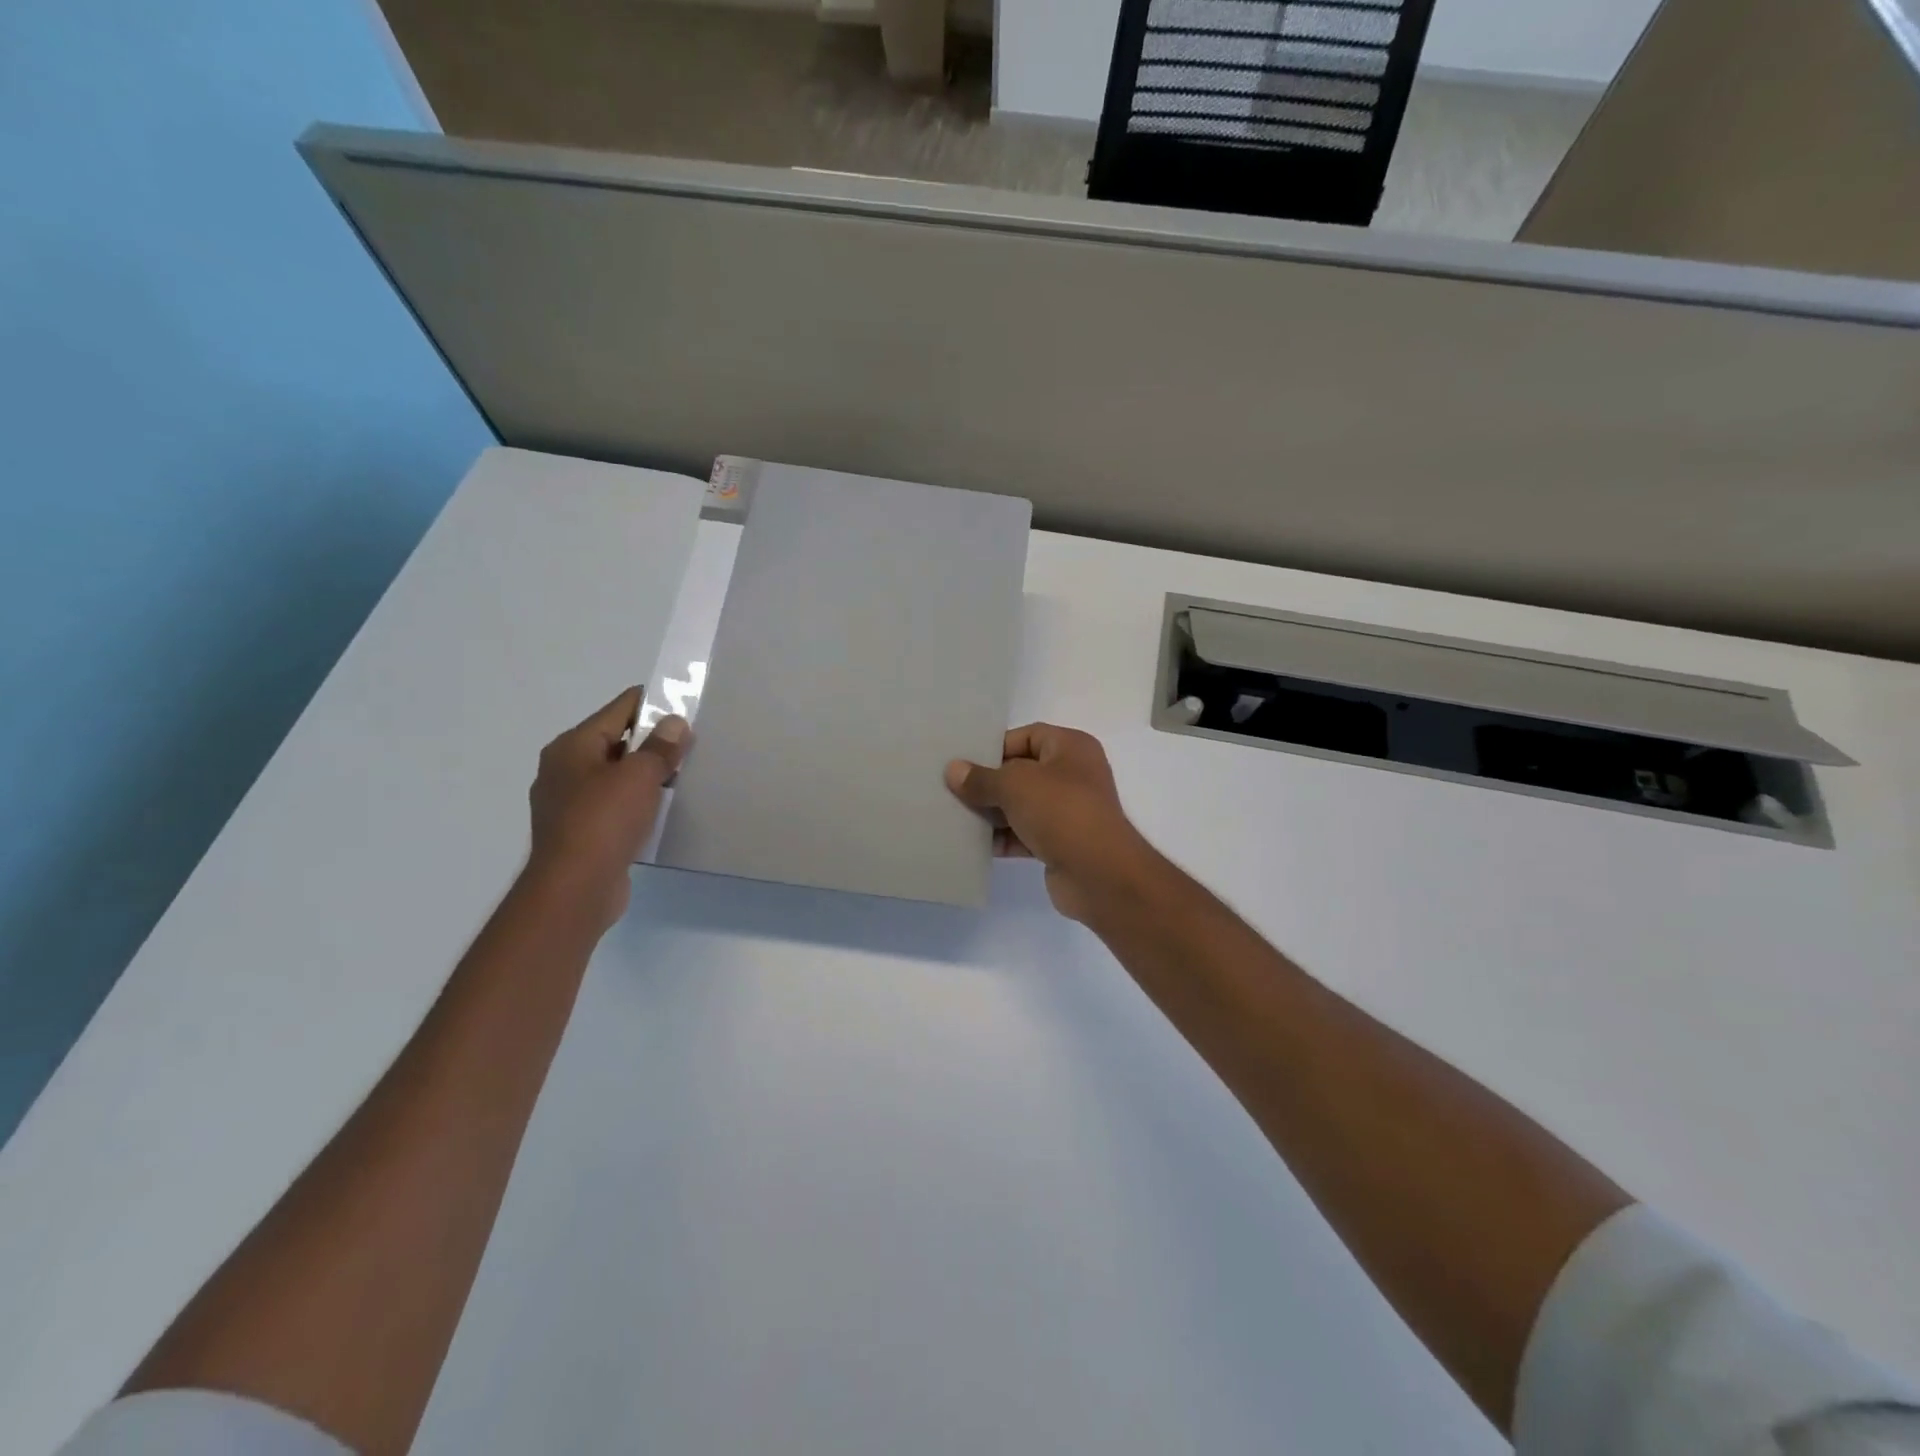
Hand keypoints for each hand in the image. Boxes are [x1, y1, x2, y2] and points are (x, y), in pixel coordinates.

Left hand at [527, 686, 690, 928]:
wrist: (575, 890)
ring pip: (617, 776)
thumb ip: (660, 747)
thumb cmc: (604, 822)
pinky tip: (664, 810)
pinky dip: (639, 803)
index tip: (687, 707)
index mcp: (572, 747)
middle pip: (617, 741)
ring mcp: (570, 803)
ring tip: (684, 776)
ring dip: (648, 775)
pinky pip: (616, 806)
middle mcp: (565, 769)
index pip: (618, 709)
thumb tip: (674, 723)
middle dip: (653, 742)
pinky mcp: (581, 832)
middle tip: (692, 745)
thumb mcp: (639, 776)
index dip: (653, 704)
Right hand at [945, 724, 1158, 922]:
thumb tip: (953, 770)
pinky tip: (973, 843)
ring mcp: (1069, 811)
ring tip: (955, 816)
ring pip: (1022, 805)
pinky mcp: (1061, 843)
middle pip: (1022, 772)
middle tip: (951, 789)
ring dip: (992, 812)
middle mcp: (1073, 775)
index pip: (1027, 736)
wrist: (1099, 874)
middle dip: (989, 782)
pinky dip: (1003, 837)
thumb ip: (982, 778)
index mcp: (1071, 748)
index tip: (964, 761)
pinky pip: (1025, 834)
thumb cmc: (1061, 812)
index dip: (996, 747)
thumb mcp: (1015, 786)